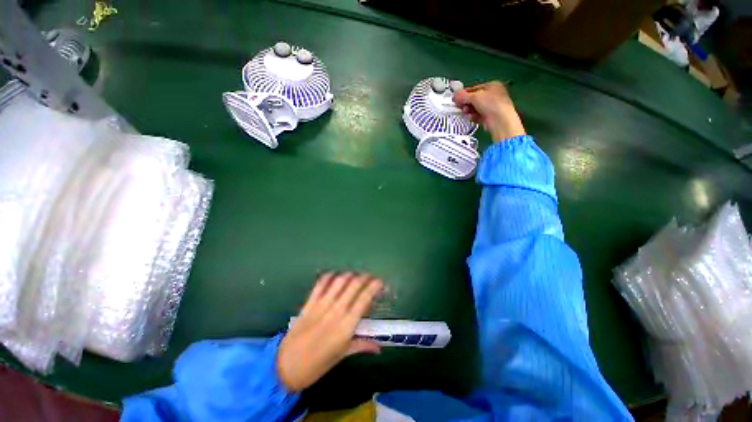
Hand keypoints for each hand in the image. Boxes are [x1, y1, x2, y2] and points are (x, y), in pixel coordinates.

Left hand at [277, 272, 382, 391]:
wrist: (285, 367)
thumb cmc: (317, 364)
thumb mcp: (342, 355)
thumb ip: (362, 346)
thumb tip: (379, 348)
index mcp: (346, 325)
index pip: (364, 299)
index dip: (373, 286)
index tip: (380, 281)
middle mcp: (336, 311)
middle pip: (353, 285)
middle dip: (364, 277)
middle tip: (370, 276)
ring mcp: (321, 305)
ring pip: (339, 281)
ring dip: (349, 274)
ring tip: (355, 275)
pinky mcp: (309, 303)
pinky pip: (320, 284)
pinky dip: (329, 276)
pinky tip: (335, 275)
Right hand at [453, 81, 525, 141]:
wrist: (500, 121)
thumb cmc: (493, 104)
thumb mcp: (475, 97)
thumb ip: (463, 96)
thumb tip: (456, 95)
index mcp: (493, 85)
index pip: (474, 88)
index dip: (464, 93)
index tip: (456, 98)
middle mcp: (493, 95)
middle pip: (474, 99)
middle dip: (466, 103)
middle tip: (459, 106)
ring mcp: (491, 107)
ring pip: (475, 108)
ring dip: (468, 110)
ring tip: (465, 112)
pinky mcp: (489, 117)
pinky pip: (477, 116)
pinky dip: (473, 116)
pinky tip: (471, 117)